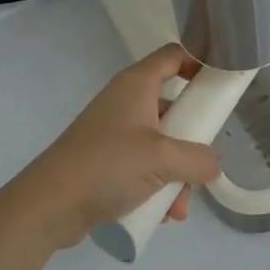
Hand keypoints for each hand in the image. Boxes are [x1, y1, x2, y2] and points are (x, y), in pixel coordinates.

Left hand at [6, 44, 221, 250]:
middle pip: (172, 105)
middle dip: (192, 137)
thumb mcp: (163, 160)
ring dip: (176, 172)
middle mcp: (126, 101)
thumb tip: (212, 165)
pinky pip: (142, 165)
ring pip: (160, 142)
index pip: (174, 55)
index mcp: (137, 84)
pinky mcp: (105, 160)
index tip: (220, 85)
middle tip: (203, 158)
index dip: (199, 62)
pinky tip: (162, 214)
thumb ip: (198, 159)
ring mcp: (114, 131)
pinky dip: (156, 184)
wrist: (49, 205)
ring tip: (178, 205)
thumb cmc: (108, 165)